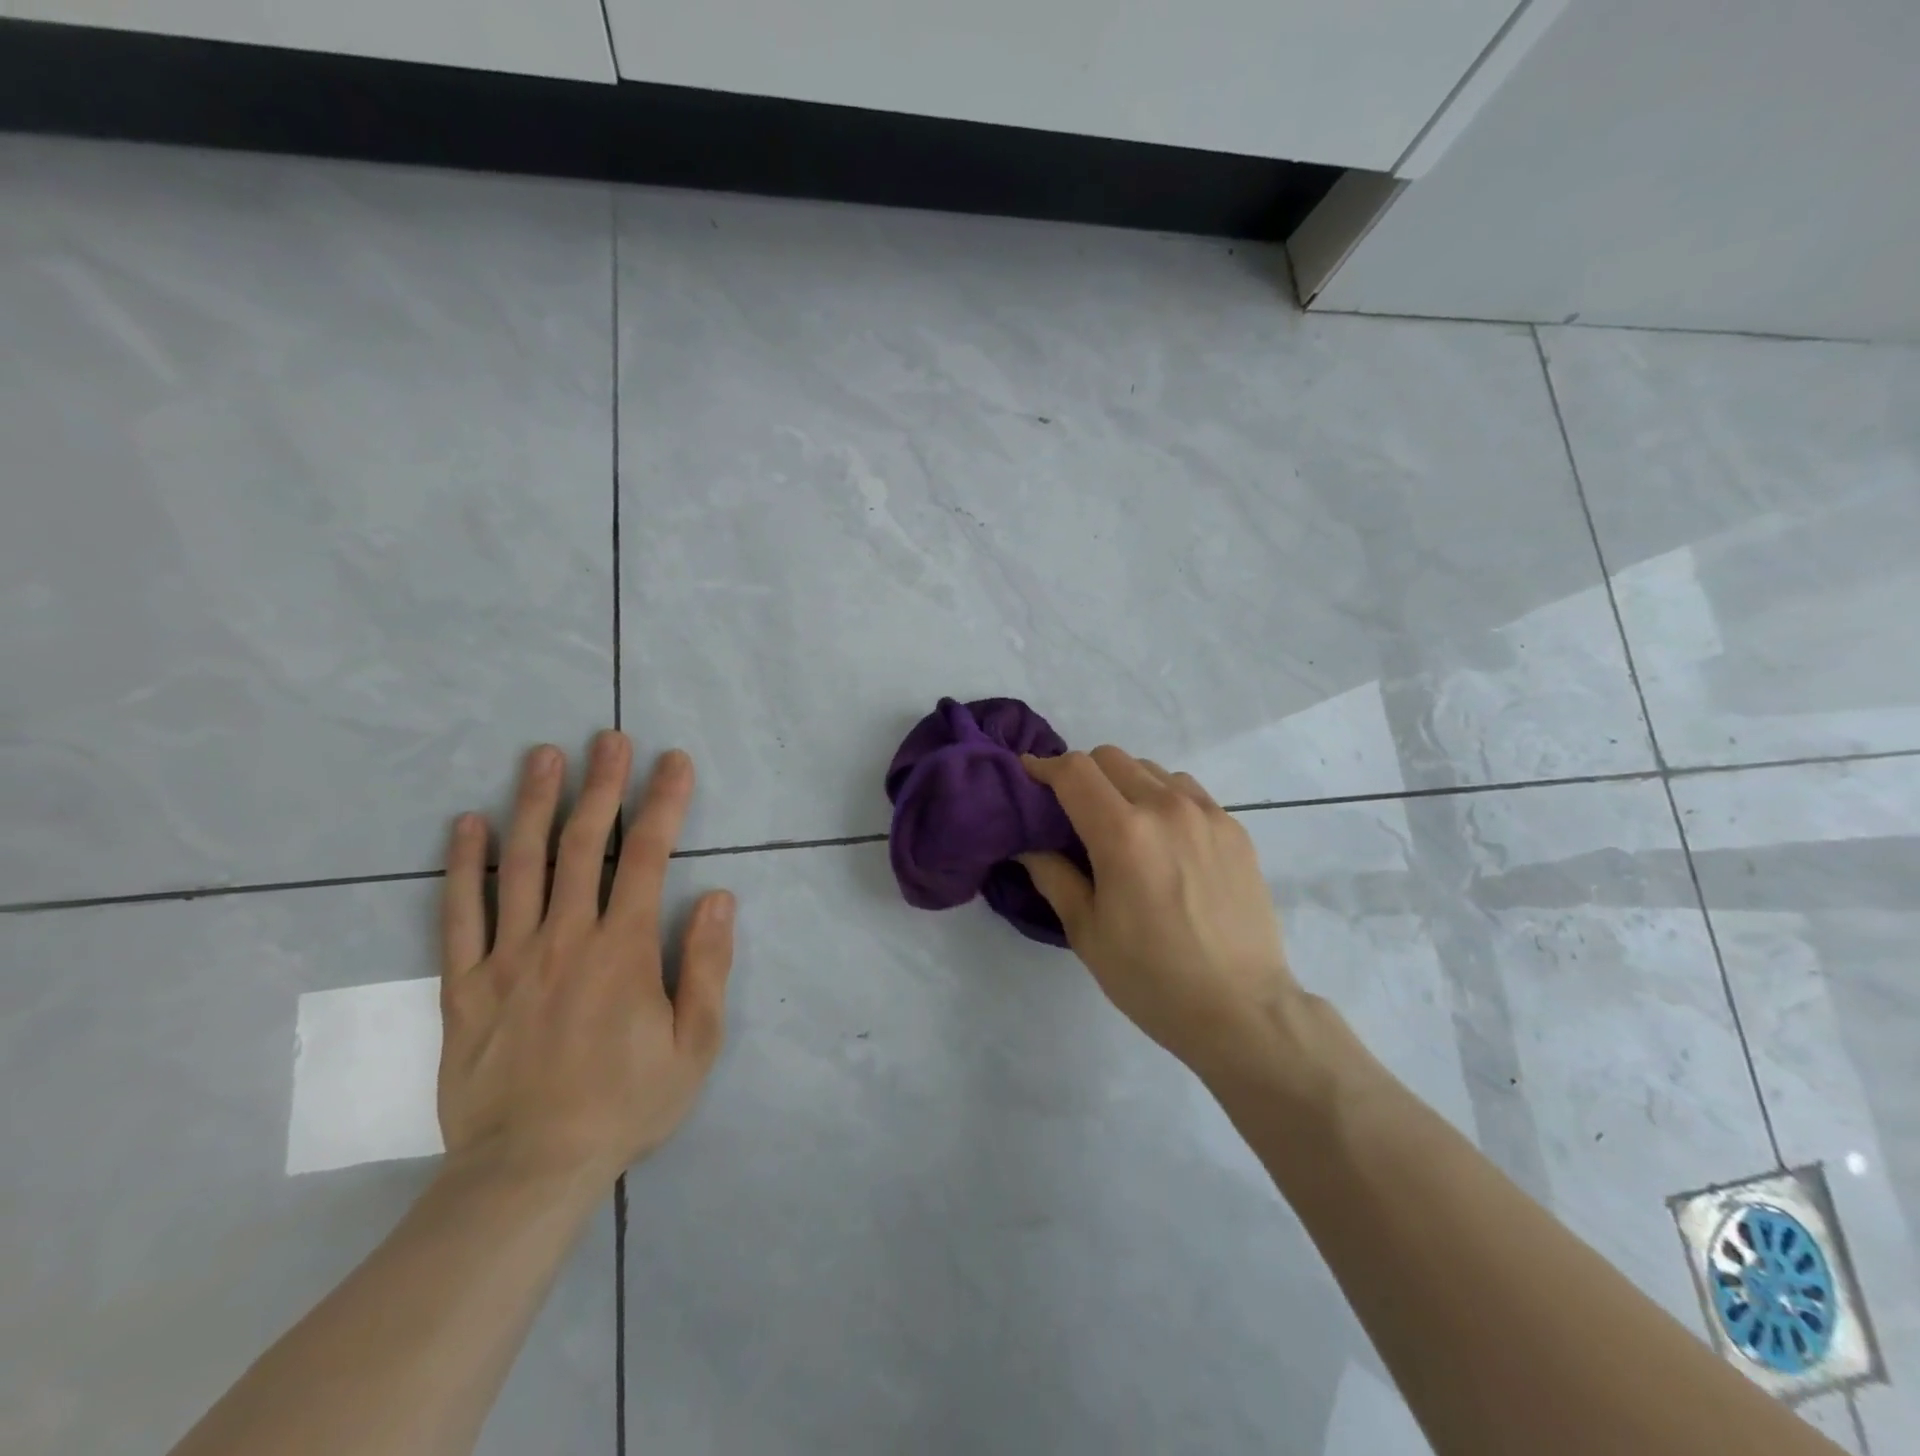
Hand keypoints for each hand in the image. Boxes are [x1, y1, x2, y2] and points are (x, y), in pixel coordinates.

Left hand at [437, 731, 734, 1187]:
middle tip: (608, 738)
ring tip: (542, 755)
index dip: (663, 803)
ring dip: (534, 804)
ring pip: (521, 865)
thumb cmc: (626, 1104)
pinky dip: (463, 866)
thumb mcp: (695, 1044)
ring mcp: (509, 958)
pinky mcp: (466, 986)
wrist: (529, 1170)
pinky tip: (467, 824)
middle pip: (584, 845)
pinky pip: (460, 915)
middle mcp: (566, 938)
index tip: (673, 761)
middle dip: (602, 785)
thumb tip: (718, 897)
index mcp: (624, 950)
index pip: (648, 857)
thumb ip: (707, 966)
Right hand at [1020, 746, 1298, 1078]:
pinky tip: (1163, 838)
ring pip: (1151, 770)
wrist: (1241, 1010)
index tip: (1029, 776)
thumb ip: (1052, 875)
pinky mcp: (1235, 829)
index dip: (1044, 767)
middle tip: (1073, 810)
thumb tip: (1027, 843)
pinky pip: (1188, 791)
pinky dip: (1163, 798)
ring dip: (1125, 784)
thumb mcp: (1086, 931)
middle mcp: (1166, 808)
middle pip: (1111, 758)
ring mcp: (1207, 814)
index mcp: (1123, 833)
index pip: (1074, 771)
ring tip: (1122, 824)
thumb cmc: (1151, 978)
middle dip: (1082, 774)